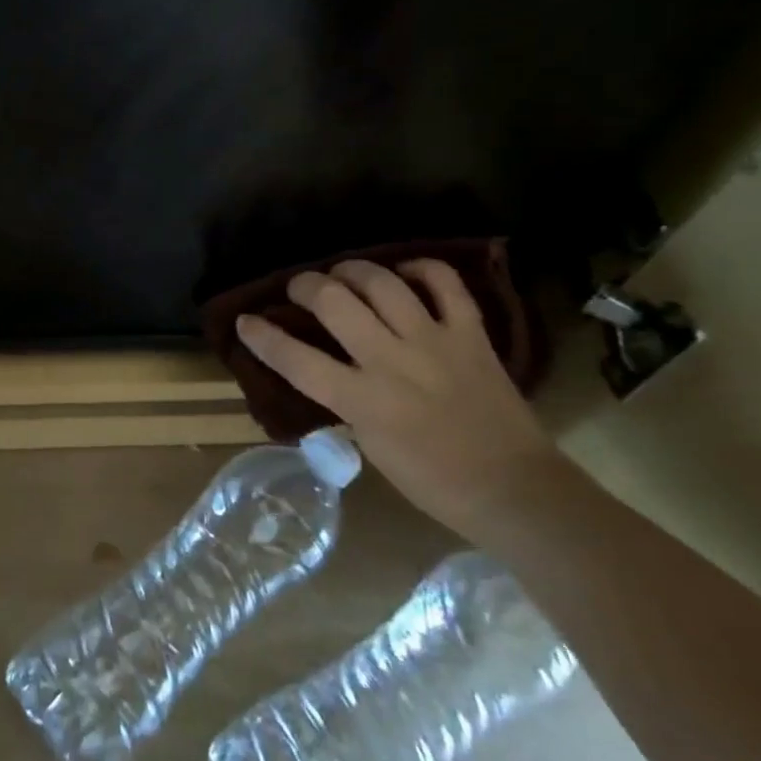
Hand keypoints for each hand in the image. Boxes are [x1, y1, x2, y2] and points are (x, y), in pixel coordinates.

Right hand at [235, 259, 572, 539]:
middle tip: (300, 288)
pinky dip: (421, 269)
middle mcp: (393, 362)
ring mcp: (434, 342)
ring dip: (353, 270)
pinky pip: (445, 284)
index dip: (262, 337)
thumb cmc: (434, 482)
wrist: (515, 491)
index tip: (245, 321)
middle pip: (335, 302)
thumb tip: (322, 372)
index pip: (296, 360)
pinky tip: (405, 273)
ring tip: (343, 274)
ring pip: (382, 283)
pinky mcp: (471, 334)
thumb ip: (345, 403)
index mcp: (363, 401)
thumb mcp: (371, 447)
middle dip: (306, 286)